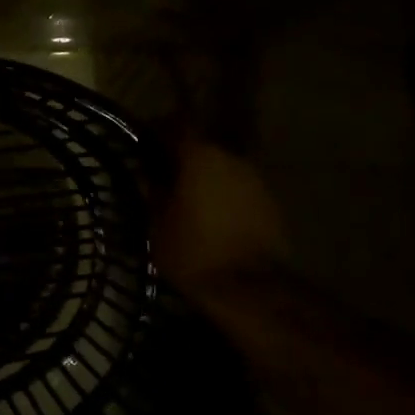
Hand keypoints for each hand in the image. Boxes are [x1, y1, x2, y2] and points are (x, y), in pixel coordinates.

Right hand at [155, 137, 292, 307]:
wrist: (251, 290)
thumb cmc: (194, 251)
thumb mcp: (158, 222)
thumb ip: (152, 190)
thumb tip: (146, 172)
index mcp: (200, 155)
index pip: (176, 124)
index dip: (158, 128)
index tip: (144, 140)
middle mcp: (231, 157)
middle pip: (202, 145)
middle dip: (182, 155)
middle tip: (162, 172)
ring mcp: (255, 179)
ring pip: (222, 167)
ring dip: (205, 175)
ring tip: (187, 196)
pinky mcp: (270, 203)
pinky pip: (238, 188)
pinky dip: (223, 194)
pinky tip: (211, 214)